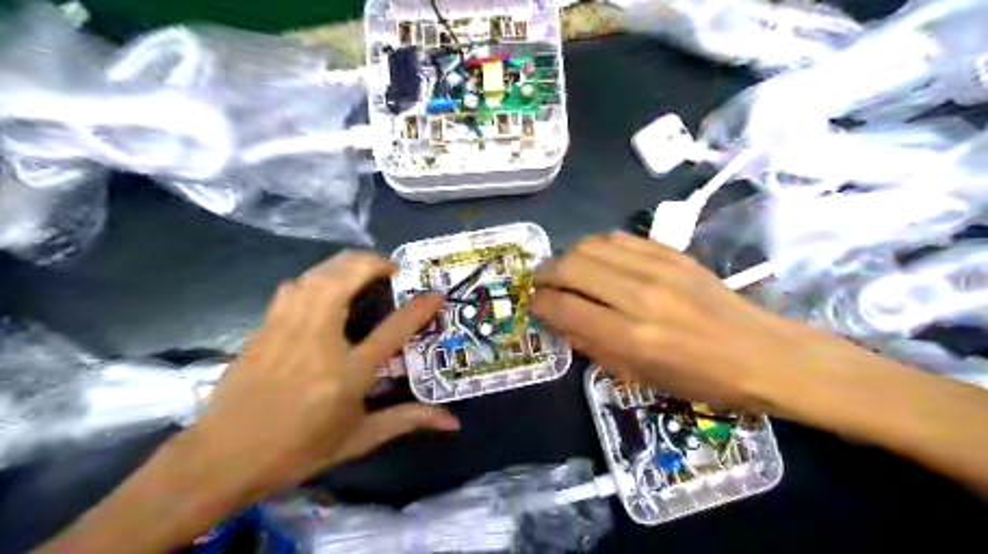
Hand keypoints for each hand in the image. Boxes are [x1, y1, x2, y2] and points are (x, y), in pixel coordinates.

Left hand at [173, 252, 458, 503]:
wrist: (221, 459)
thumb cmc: (298, 450)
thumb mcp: (359, 439)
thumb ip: (407, 420)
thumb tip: (453, 423)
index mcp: (348, 372)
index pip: (393, 328)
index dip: (419, 307)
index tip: (435, 293)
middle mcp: (319, 341)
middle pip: (345, 279)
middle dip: (373, 262)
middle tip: (391, 267)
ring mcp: (287, 330)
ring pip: (316, 276)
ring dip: (344, 263)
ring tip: (362, 268)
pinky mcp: (264, 329)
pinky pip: (292, 288)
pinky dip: (314, 277)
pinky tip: (321, 287)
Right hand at [532, 231, 848, 408]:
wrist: (760, 352)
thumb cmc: (700, 379)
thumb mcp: (639, 377)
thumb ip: (594, 346)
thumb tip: (560, 321)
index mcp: (631, 336)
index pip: (565, 308)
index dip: (540, 304)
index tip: (534, 305)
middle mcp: (639, 295)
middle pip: (571, 266)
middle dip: (545, 274)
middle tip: (541, 284)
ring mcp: (657, 268)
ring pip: (591, 245)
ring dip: (568, 256)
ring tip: (566, 270)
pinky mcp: (671, 253)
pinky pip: (618, 238)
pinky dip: (596, 247)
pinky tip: (596, 260)